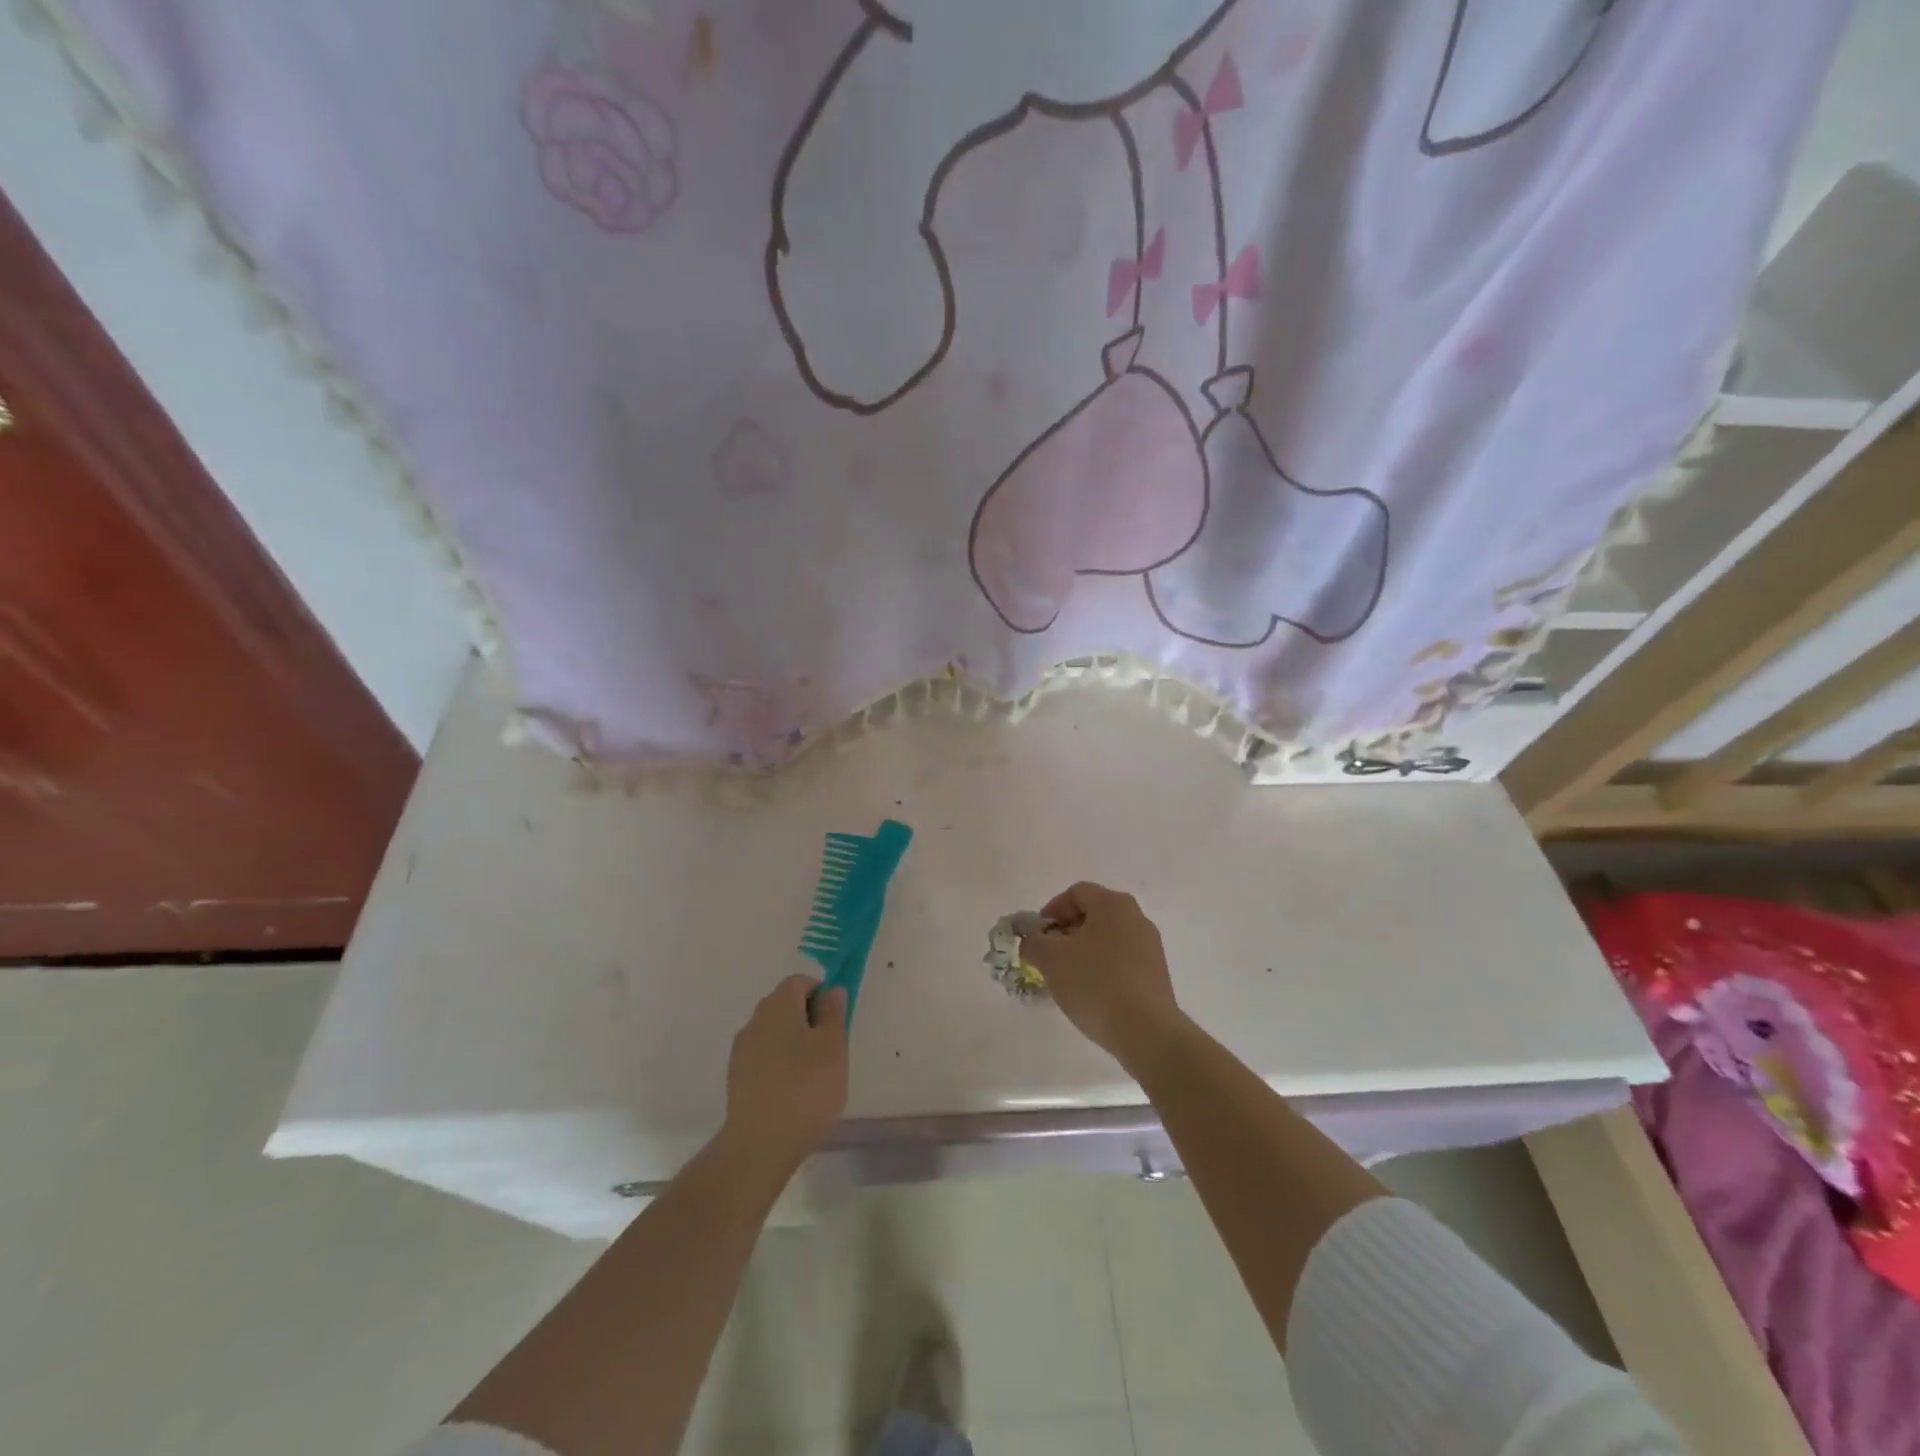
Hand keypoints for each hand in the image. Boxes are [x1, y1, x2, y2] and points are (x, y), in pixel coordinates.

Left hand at [722, 975, 848, 1170]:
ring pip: (774, 1033)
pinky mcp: (736, 1079)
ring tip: (814, 1076)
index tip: (837, 1021)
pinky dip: (780, 1065)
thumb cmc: (806, 1087)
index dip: (821, 994)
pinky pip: (764, 1058)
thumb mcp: (834, 1046)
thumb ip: (834, 1013)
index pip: (800, 982)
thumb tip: (832, 990)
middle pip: (785, 1006)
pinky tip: (794, 1093)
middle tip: (830, 1049)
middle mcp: (755, 1020)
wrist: (759, 1145)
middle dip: (809, 1020)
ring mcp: (741, 1051)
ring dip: (795, 1044)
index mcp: (778, 1005)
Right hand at [1020, 882, 1184, 1067]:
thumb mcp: (1050, 959)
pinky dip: (1102, 969)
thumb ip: (1033, 942)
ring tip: (1067, 979)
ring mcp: (1150, 946)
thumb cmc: (1095, 984)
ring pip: (1106, 939)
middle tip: (1049, 957)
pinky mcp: (1156, 973)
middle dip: (1065, 933)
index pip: (1075, 893)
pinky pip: (1121, 960)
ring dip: (1083, 952)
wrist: (1147, 1032)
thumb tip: (1032, 941)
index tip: (1038, 937)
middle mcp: (1136, 917)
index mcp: (1113, 904)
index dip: (1051, 910)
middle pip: (1092, 915)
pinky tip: (1091, 994)